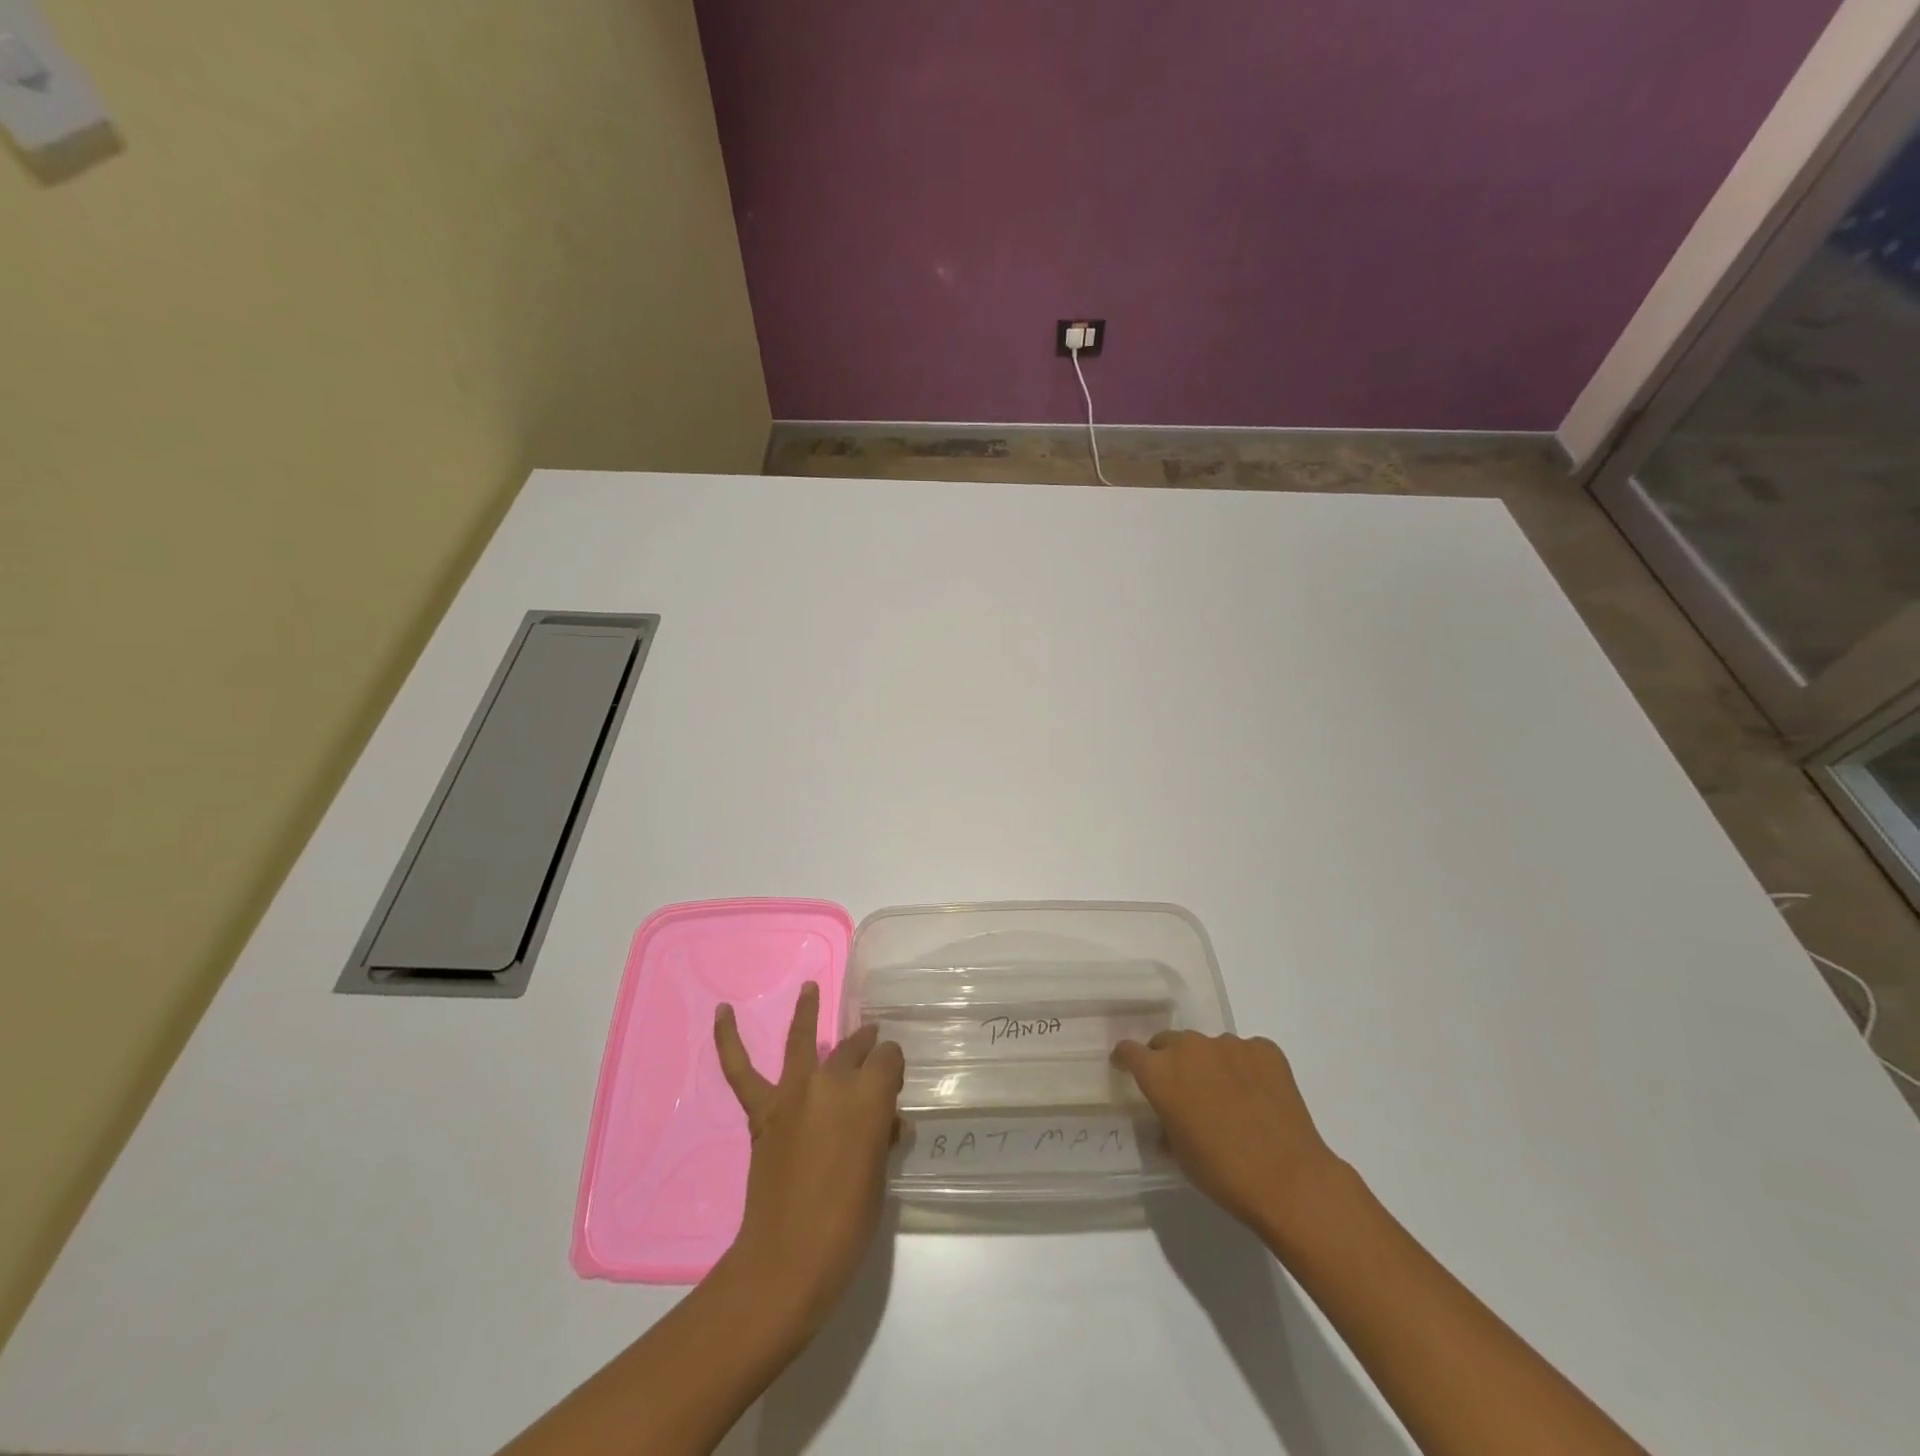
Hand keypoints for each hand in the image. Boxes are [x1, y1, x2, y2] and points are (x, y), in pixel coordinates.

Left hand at [714, 983, 903, 1330]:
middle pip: (852, 1051)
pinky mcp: (763, 1112)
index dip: (893, 1070)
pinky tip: (722, 1013)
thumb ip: (882, 1135)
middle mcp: (832, 1081)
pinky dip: (728, 1041)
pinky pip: (741, 1071)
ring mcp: (794, 1093)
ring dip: (807, 1012)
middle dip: (865, 1049)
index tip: (894, 1085)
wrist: (790, 1259)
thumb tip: (885, 1122)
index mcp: (870, 1095)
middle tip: (872, 1053)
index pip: (888, 1059)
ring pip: (802, 1040)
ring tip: (809, 989)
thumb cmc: (849, 1222)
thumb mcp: (880, 1174)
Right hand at [1113, 1030, 1340, 1240]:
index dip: (1126, 1059)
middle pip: (1168, 1042)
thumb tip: (1169, 1119)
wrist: (1289, 1180)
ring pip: (1209, 1047)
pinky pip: (1246, 1052)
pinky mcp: (1264, 1049)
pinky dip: (1245, 1068)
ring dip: (1209, 1065)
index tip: (1126, 1068)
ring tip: (1228, 1097)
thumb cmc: (1223, 1173)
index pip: (1129, 1051)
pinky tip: (1258, 1096)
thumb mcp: (1179, 1154)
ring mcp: (1229, 1044)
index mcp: (1160, 1072)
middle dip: (1169, 1061)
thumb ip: (1165, 1124)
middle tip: (1182, 1089)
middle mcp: (1190, 1048)